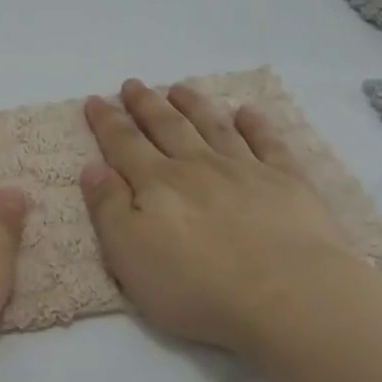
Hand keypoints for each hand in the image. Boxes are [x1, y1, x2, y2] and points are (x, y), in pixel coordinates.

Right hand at [80, 79, 357, 352]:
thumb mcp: (129, 255)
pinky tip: (247, 112)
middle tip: (133, 84)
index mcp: (157, 184)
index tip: (95, 99)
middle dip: (146, 104)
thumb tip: (93, 166)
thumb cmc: (196, 287)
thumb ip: (108, 208)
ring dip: (193, 105)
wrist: (287, 297)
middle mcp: (197, 166)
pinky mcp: (288, 183)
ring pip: (213, 127)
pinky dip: (256, 125)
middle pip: (167, 126)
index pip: (124, 144)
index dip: (107, 121)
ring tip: (179, 88)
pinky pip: (268, 143)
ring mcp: (246, 170)